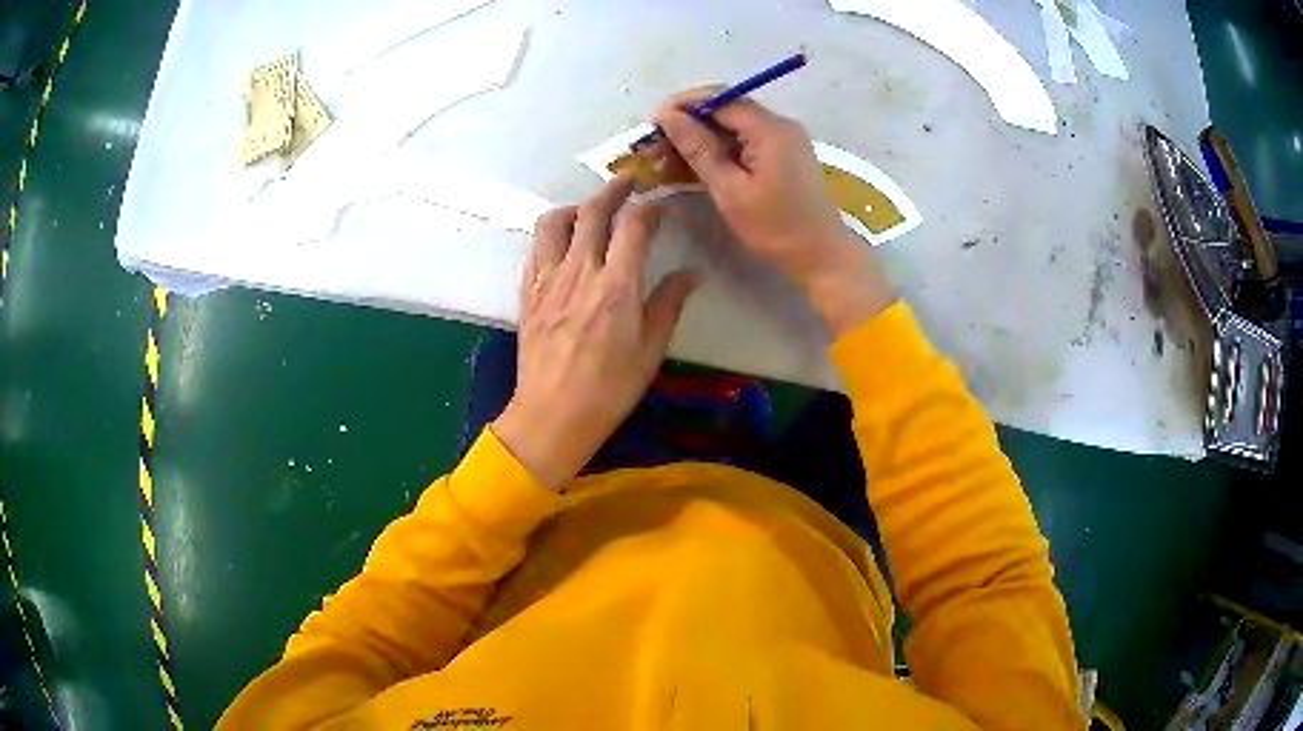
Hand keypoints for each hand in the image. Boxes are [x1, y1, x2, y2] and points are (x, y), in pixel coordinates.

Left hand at [492, 176, 697, 489]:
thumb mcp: (650, 350)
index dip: (652, 209)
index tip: (664, 209)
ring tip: (588, 212)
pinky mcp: (528, 294)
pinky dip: (551, 236)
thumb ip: (669, 304)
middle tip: (628, 182)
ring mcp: (548, 281)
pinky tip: (562, 245)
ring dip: (575, 208)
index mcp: (616, 286)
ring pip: (554, 223)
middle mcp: (579, 272)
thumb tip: (691, 274)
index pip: (634, 226)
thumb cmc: (609, 389)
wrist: (552, 416)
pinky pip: (536, 249)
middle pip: (592, 212)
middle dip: (613, 189)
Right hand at [654, 88, 893, 336]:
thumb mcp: (731, 190)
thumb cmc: (776, 228)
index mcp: (770, 129)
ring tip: (669, 158)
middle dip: (689, 121)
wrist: (822, 255)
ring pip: (733, 124)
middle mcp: (779, 124)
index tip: (653, 124)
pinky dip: (720, 148)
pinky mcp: (784, 152)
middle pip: (726, 108)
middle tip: (656, 145)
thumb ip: (699, 149)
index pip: (720, 98)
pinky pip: (745, 139)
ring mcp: (784, 137)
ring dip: (701, 136)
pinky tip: (696, 164)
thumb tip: (668, 116)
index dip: (683, 105)